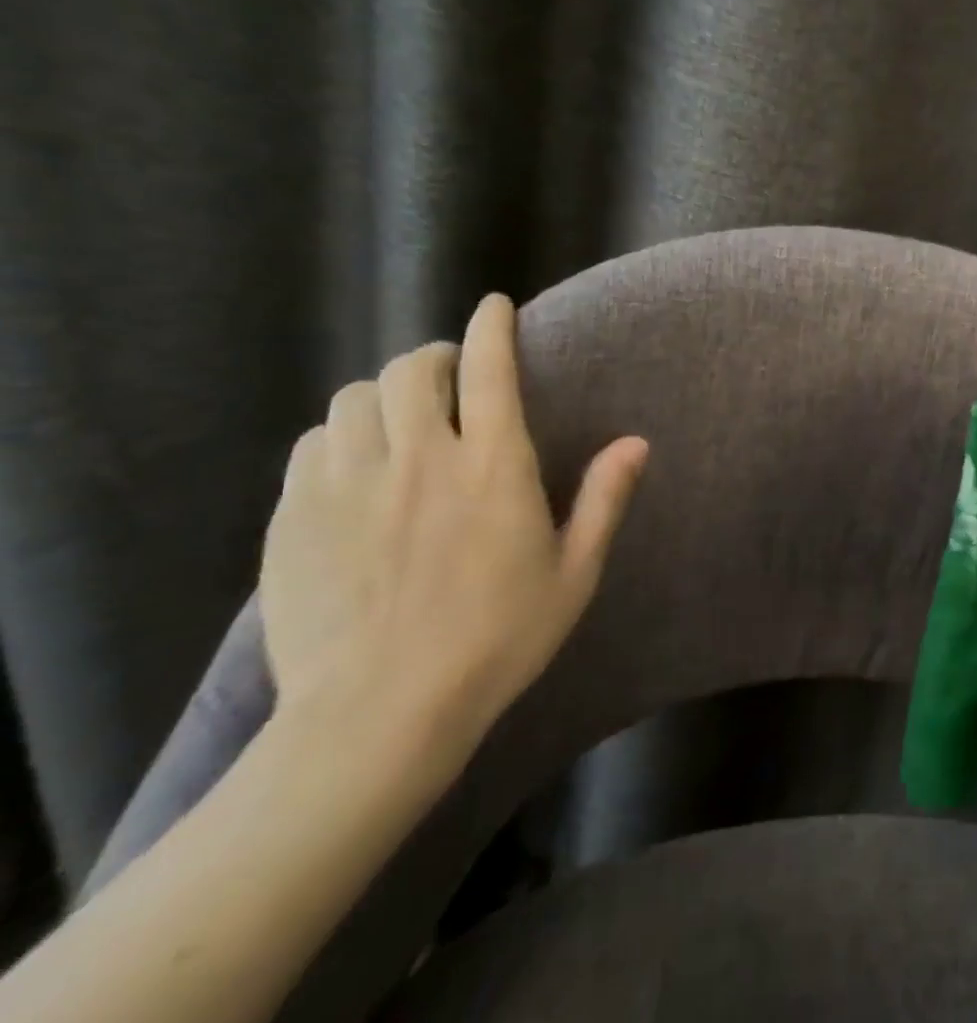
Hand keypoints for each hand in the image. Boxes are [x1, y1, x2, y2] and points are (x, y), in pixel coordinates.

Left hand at [260, 294, 647, 773]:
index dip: (492, 328)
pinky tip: (356, 464)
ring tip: (402, 418)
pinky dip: (340, 435)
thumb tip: (636, 441)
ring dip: (386, 394)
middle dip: (435, 357)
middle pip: (413, 369)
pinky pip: (313, 443)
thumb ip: (604, 499)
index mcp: (493, 469)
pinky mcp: (294, 517)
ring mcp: (348, 485)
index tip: (495, 306)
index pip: (491, 370)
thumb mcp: (574, 574)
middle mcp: (419, 459)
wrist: (378, 716)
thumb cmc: (497, 641)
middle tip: (450, 378)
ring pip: (356, 398)